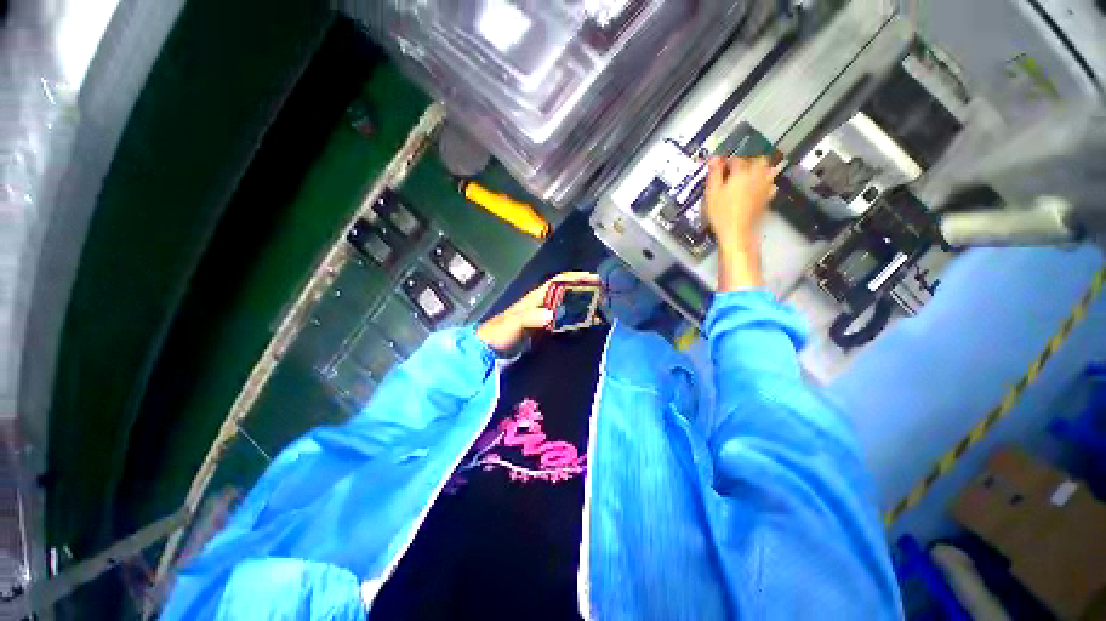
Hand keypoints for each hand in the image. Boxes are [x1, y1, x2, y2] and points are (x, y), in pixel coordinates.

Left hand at [477, 272, 600, 354]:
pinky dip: (575, 319)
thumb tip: (552, 314)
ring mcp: (542, 316)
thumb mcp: (514, 323)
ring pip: (566, 305)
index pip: (558, 281)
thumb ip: (531, 317)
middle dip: (583, 290)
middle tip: (602, 294)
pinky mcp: (543, 329)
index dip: (575, 277)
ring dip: (582, 305)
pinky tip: (584, 325)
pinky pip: (563, 320)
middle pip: (566, 291)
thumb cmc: (499, 333)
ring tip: (599, 309)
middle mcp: (541, 303)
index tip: (594, 278)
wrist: (488, 349)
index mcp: (535, 297)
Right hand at [704, 156, 777, 290]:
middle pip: (757, 160)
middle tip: (734, 169)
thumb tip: (714, 158)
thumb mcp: (712, 192)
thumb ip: (714, 173)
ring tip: (747, 176)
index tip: (719, 166)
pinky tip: (757, 188)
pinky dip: (764, 182)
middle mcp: (757, 176)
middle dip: (747, 161)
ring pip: (767, 170)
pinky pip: (770, 184)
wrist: (737, 233)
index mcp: (742, 172)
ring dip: (758, 169)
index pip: (736, 159)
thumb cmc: (721, 213)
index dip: (726, 161)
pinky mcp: (768, 198)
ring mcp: (765, 187)